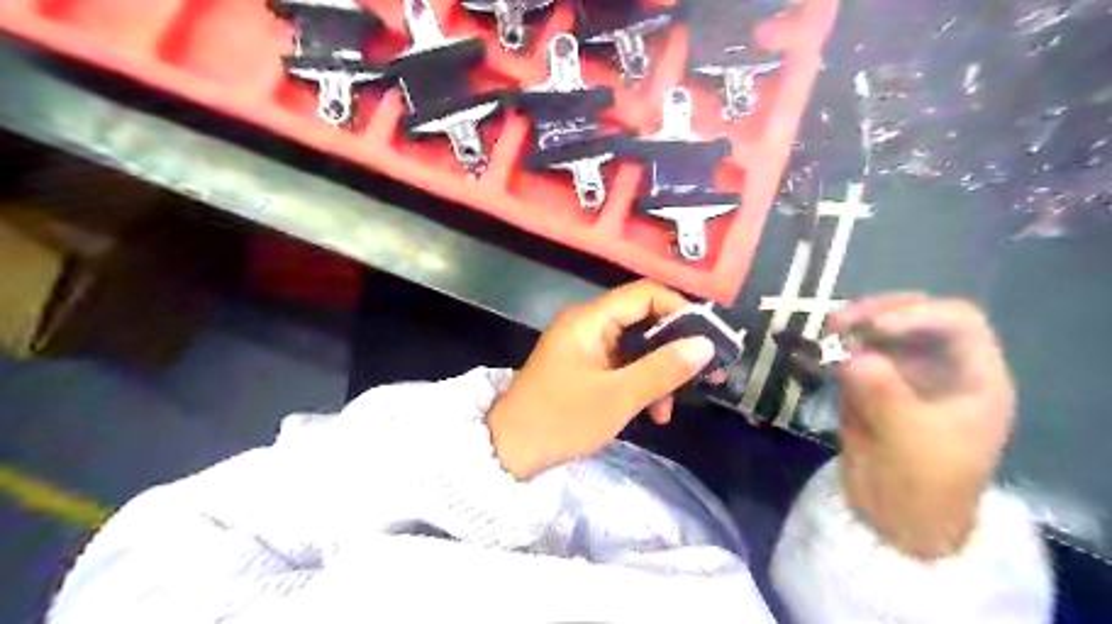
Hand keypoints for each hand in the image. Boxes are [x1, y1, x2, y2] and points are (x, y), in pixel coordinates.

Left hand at [485, 280, 712, 480]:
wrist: (509, 449)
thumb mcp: (618, 397)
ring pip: (635, 347)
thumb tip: (705, 345)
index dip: (680, 310)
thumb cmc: (562, 419)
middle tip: (703, 376)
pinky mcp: (583, 367)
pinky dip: (639, 383)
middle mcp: (588, 324)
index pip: (645, 294)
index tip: (707, 339)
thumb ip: (663, 369)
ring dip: (658, 373)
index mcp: (590, 320)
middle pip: (643, 321)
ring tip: (669, 410)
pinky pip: (621, 365)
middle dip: (674, 349)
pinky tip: (651, 412)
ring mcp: (585, 346)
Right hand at [823, 295, 1013, 559]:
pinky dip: (836, 347)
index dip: (917, 314)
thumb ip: (885, 393)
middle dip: (878, 312)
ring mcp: (903, 373)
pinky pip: (855, 353)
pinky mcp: (871, 383)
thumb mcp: (911, 439)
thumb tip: (851, 356)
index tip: (874, 327)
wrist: (894, 518)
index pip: (957, 321)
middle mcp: (940, 366)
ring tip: (826, 332)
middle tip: (838, 322)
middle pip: (915, 317)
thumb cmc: (924, 484)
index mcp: (974, 376)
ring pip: (880, 331)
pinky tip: (819, 351)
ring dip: (853, 326)